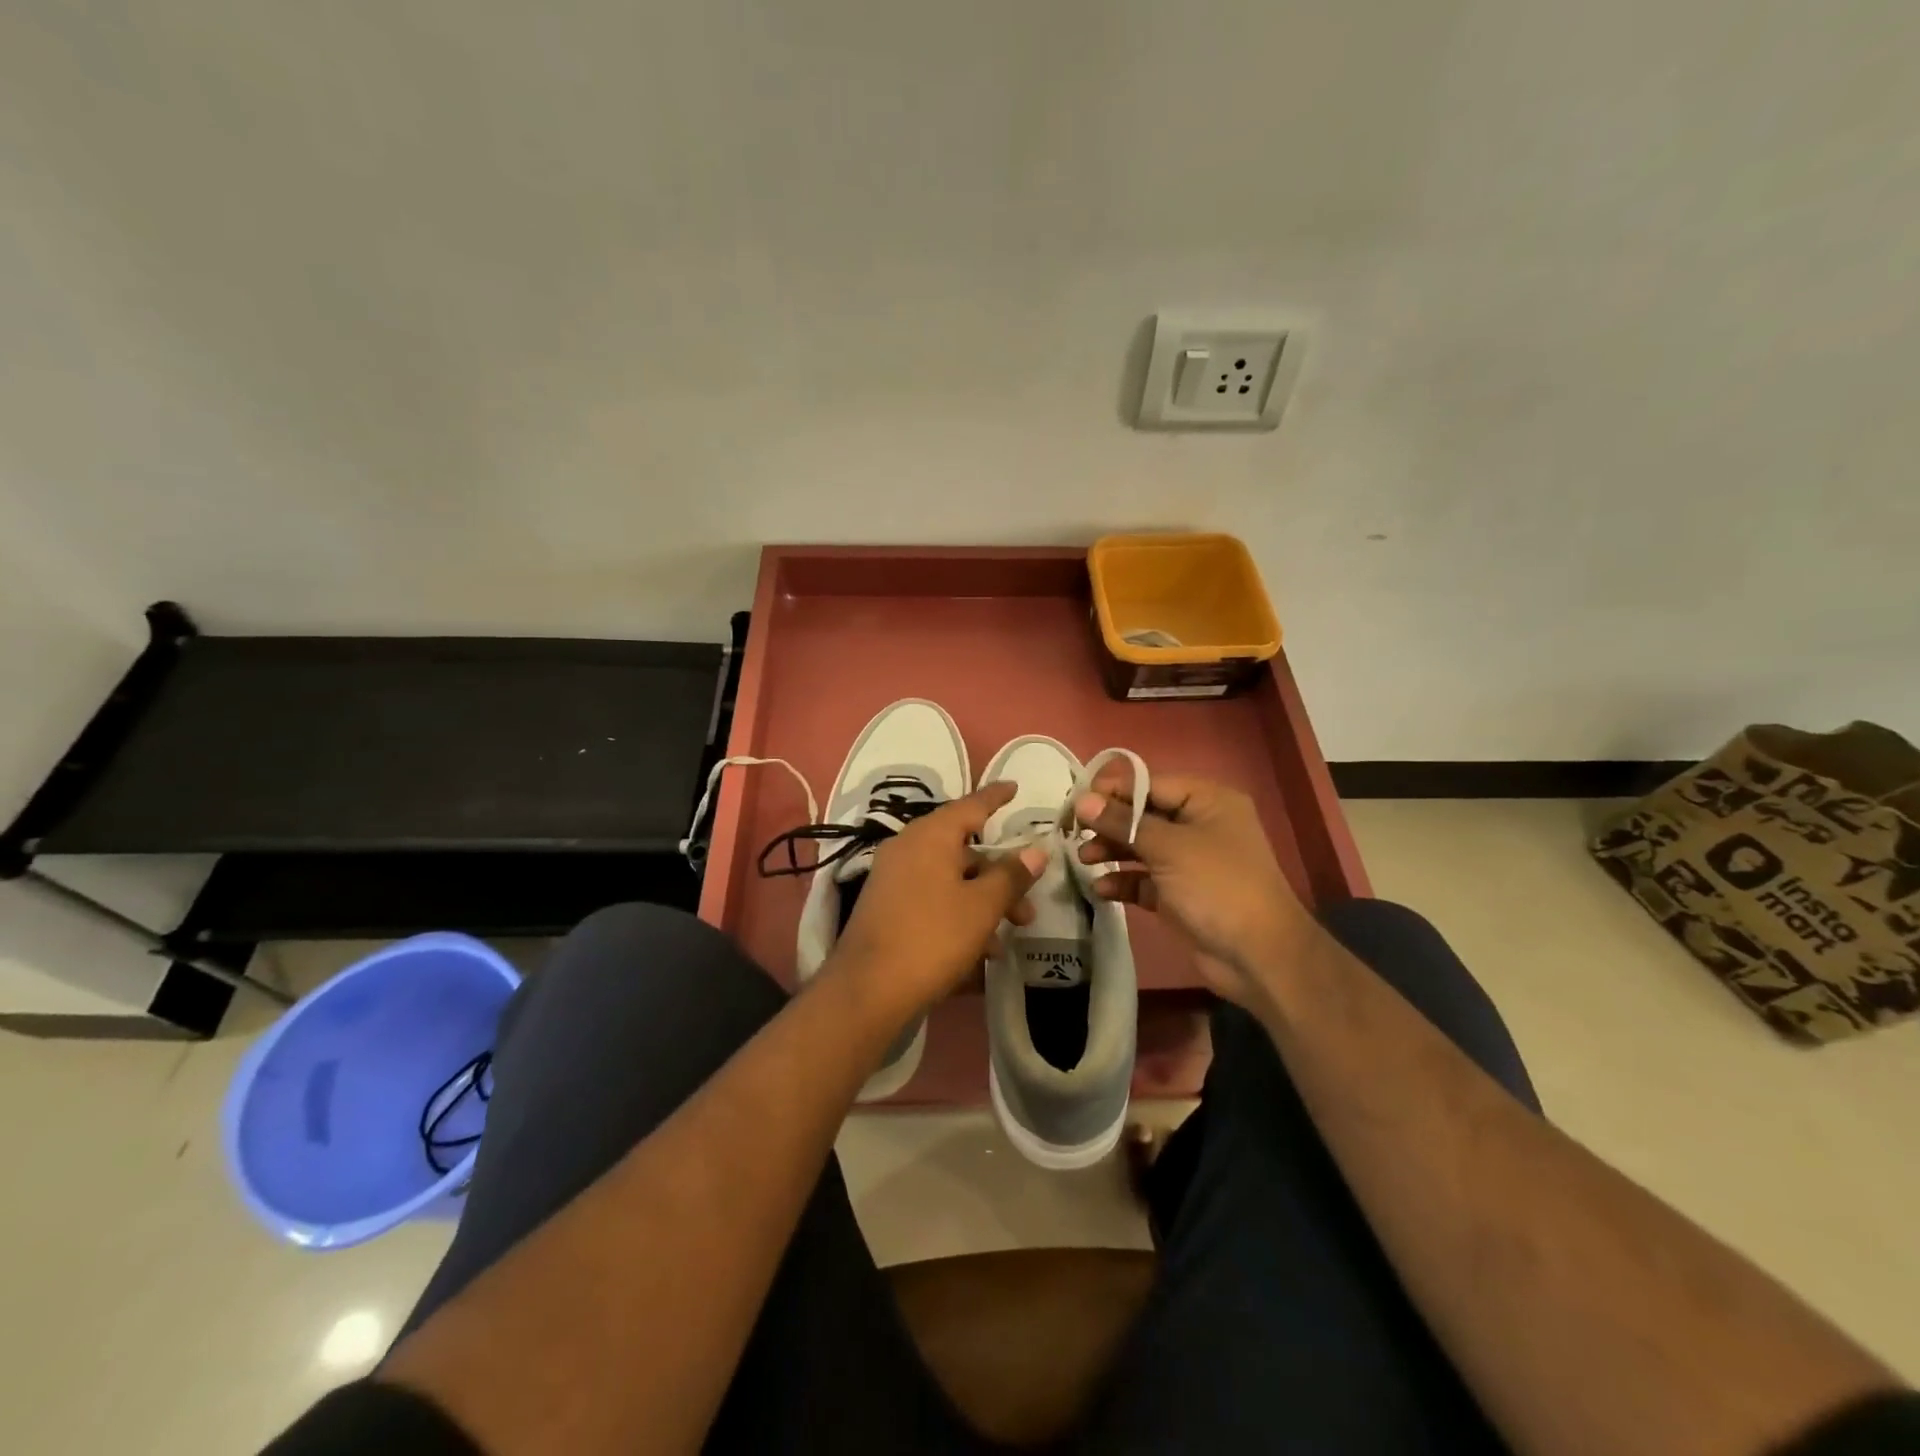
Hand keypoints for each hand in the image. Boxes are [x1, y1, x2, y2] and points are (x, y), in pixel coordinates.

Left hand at [829, 782, 1046, 1019]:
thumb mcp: (982, 907)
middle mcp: (908, 847)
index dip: (996, 797)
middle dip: (999, 876)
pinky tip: (979, 951)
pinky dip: (958, 914)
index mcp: (930, 835)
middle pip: (964, 850)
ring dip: (982, 902)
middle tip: (1027, 906)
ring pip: (950, 878)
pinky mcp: (887, 906)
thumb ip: (1010, 876)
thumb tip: (1035, 850)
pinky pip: (932, 898)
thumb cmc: (932, 937)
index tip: (1015, 787)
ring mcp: (894, 877)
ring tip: (1006, 938)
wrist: (867, 989)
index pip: (971, 805)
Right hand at [1074, 767, 1310, 1010]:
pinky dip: (1123, 881)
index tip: (1075, 802)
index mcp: (1206, 800)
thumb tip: (1082, 800)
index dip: (1112, 791)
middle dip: (1108, 823)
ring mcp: (1189, 861)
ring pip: (1141, 847)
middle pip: (1143, 815)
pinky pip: (1144, 879)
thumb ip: (1123, 822)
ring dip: (1111, 852)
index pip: (1150, 784)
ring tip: (1083, 860)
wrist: (1259, 956)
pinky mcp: (1179, 894)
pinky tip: (1101, 889)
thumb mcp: (1168, 848)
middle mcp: (1198, 825)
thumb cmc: (1217, 886)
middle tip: (1072, 832)